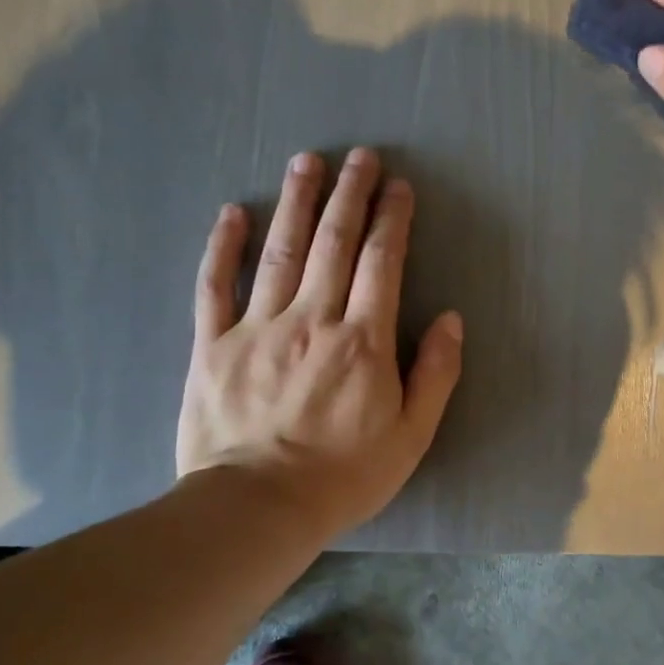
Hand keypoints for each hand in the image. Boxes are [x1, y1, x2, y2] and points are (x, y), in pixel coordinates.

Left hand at [176, 148, 462, 539]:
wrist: (257, 508)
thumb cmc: (344, 474)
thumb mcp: (412, 434)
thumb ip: (436, 373)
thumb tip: (451, 319)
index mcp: (363, 340)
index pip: (381, 263)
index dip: (392, 220)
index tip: (399, 187)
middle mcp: (312, 320)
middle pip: (333, 243)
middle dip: (349, 195)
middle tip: (358, 156)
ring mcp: (257, 327)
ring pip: (279, 251)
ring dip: (295, 202)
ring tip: (306, 162)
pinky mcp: (212, 345)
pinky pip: (215, 286)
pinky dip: (224, 247)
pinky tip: (233, 213)